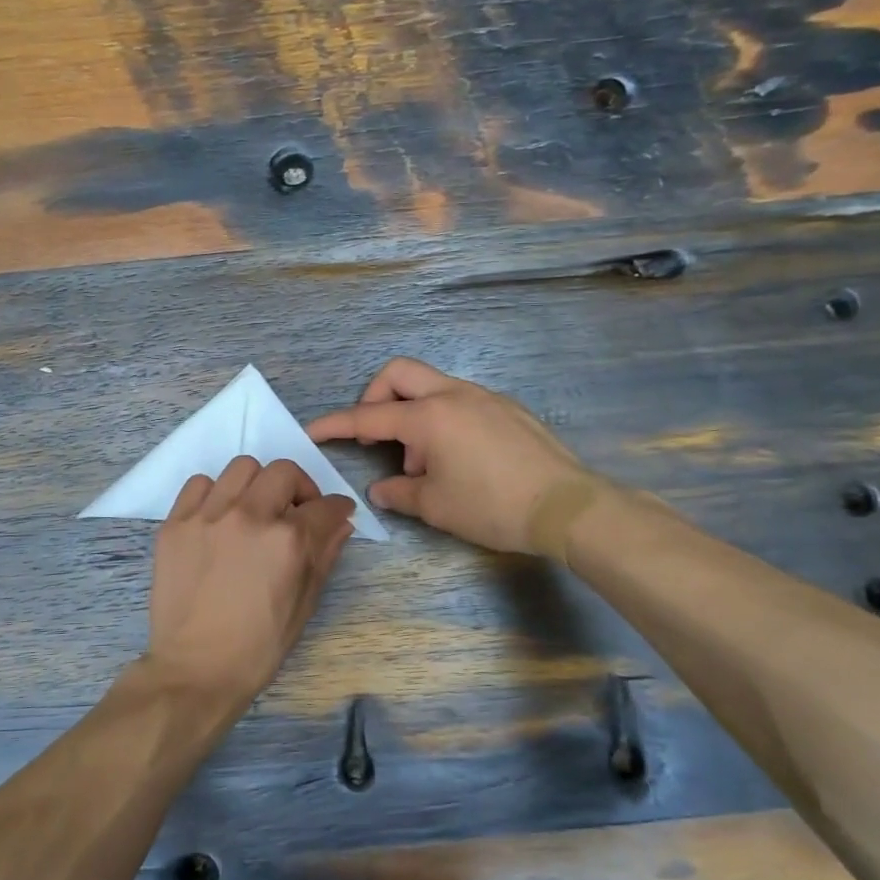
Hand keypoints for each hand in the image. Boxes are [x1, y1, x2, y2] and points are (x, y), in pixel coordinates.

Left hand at [144, 457, 355, 707]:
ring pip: (242, 468)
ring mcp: (208, 516)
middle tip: (296, 511)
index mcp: (287, 540)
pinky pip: (199, 484)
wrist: (195, 668)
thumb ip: (324, 555)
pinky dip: (215, 493)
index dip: (337, 508)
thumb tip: (340, 524)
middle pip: (284, 472)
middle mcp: (249, 516)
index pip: (325, 506)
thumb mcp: (304, 604)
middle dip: (300, 488)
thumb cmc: (258, 646)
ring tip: (254, 510)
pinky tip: (218, 517)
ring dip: (258, 485)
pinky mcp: (176, 523)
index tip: (336, 512)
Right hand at [306, 358, 588, 553]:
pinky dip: (441, 420)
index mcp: (430, 417)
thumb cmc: (491, 506)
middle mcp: (454, 395)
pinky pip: (460, 401)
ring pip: (431, 387)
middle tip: (374, 434)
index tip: (313, 431)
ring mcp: (484, 397)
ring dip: (412, 415)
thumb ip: (399, 492)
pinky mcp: (507, 408)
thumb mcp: (435, 506)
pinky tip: (456, 459)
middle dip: (374, 397)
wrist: (566, 506)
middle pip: (398, 373)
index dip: (335, 424)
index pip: (368, 417)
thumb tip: (381, 489)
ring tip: (421, 464)